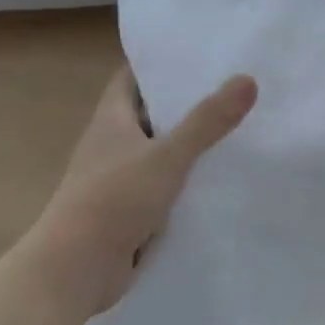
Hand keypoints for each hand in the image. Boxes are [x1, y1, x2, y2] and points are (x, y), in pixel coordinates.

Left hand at [23, 63, 256, 312]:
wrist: (76, 269)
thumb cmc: (114, 200)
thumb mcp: (167, 156)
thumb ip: (208, 121)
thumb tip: (248, 79)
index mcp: (110, 121)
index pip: (132, 79)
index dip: (160, 65)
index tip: (198, 55)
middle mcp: (111, 145)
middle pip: (150, 114)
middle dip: (185, 103)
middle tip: (232, 89)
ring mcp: (119, 180)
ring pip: (160, 152)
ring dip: (189, 144)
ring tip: (237, 129)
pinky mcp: (130, 211)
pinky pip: (164, 186)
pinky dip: (187, 180)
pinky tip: (220, 178)